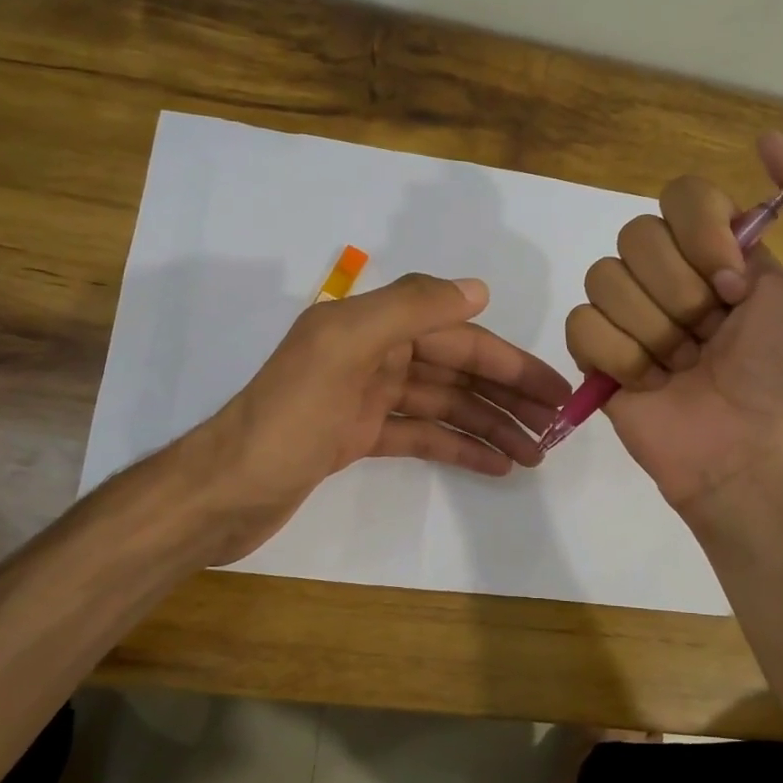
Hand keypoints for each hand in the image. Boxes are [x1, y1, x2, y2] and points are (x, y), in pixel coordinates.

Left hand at [192, 273, 571, 562]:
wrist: (225, 493)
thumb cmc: (286, 420)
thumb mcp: (342, 349)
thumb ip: (408, 309)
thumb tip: (478, 289)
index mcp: (370, 327)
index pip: (457, 337)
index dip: (509, 362)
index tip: (557, 391)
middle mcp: (371, 355)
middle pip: (456, 369)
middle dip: (508, 396)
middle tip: (557, 428)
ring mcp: (365, 398)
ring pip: (444, 404)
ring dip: (490, 425)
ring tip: (535, 455)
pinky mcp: (358, 438)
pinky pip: (421, 435)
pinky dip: (457, 446)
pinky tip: (494, 465)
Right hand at [564, 133, 782, 516]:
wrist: (758, 453)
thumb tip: (767, 138)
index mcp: (723, 252)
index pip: (680, 195)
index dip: (703, 236)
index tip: (737, 286)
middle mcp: (673, 278)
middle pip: (636, 236)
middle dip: (680, 292)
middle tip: (713, 335)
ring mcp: (632, 319)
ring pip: (604, 278)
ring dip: (653, 329)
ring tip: (683, 367)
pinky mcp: (599, 359)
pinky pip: (580, 324)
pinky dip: (618, 355)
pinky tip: (650, 384)